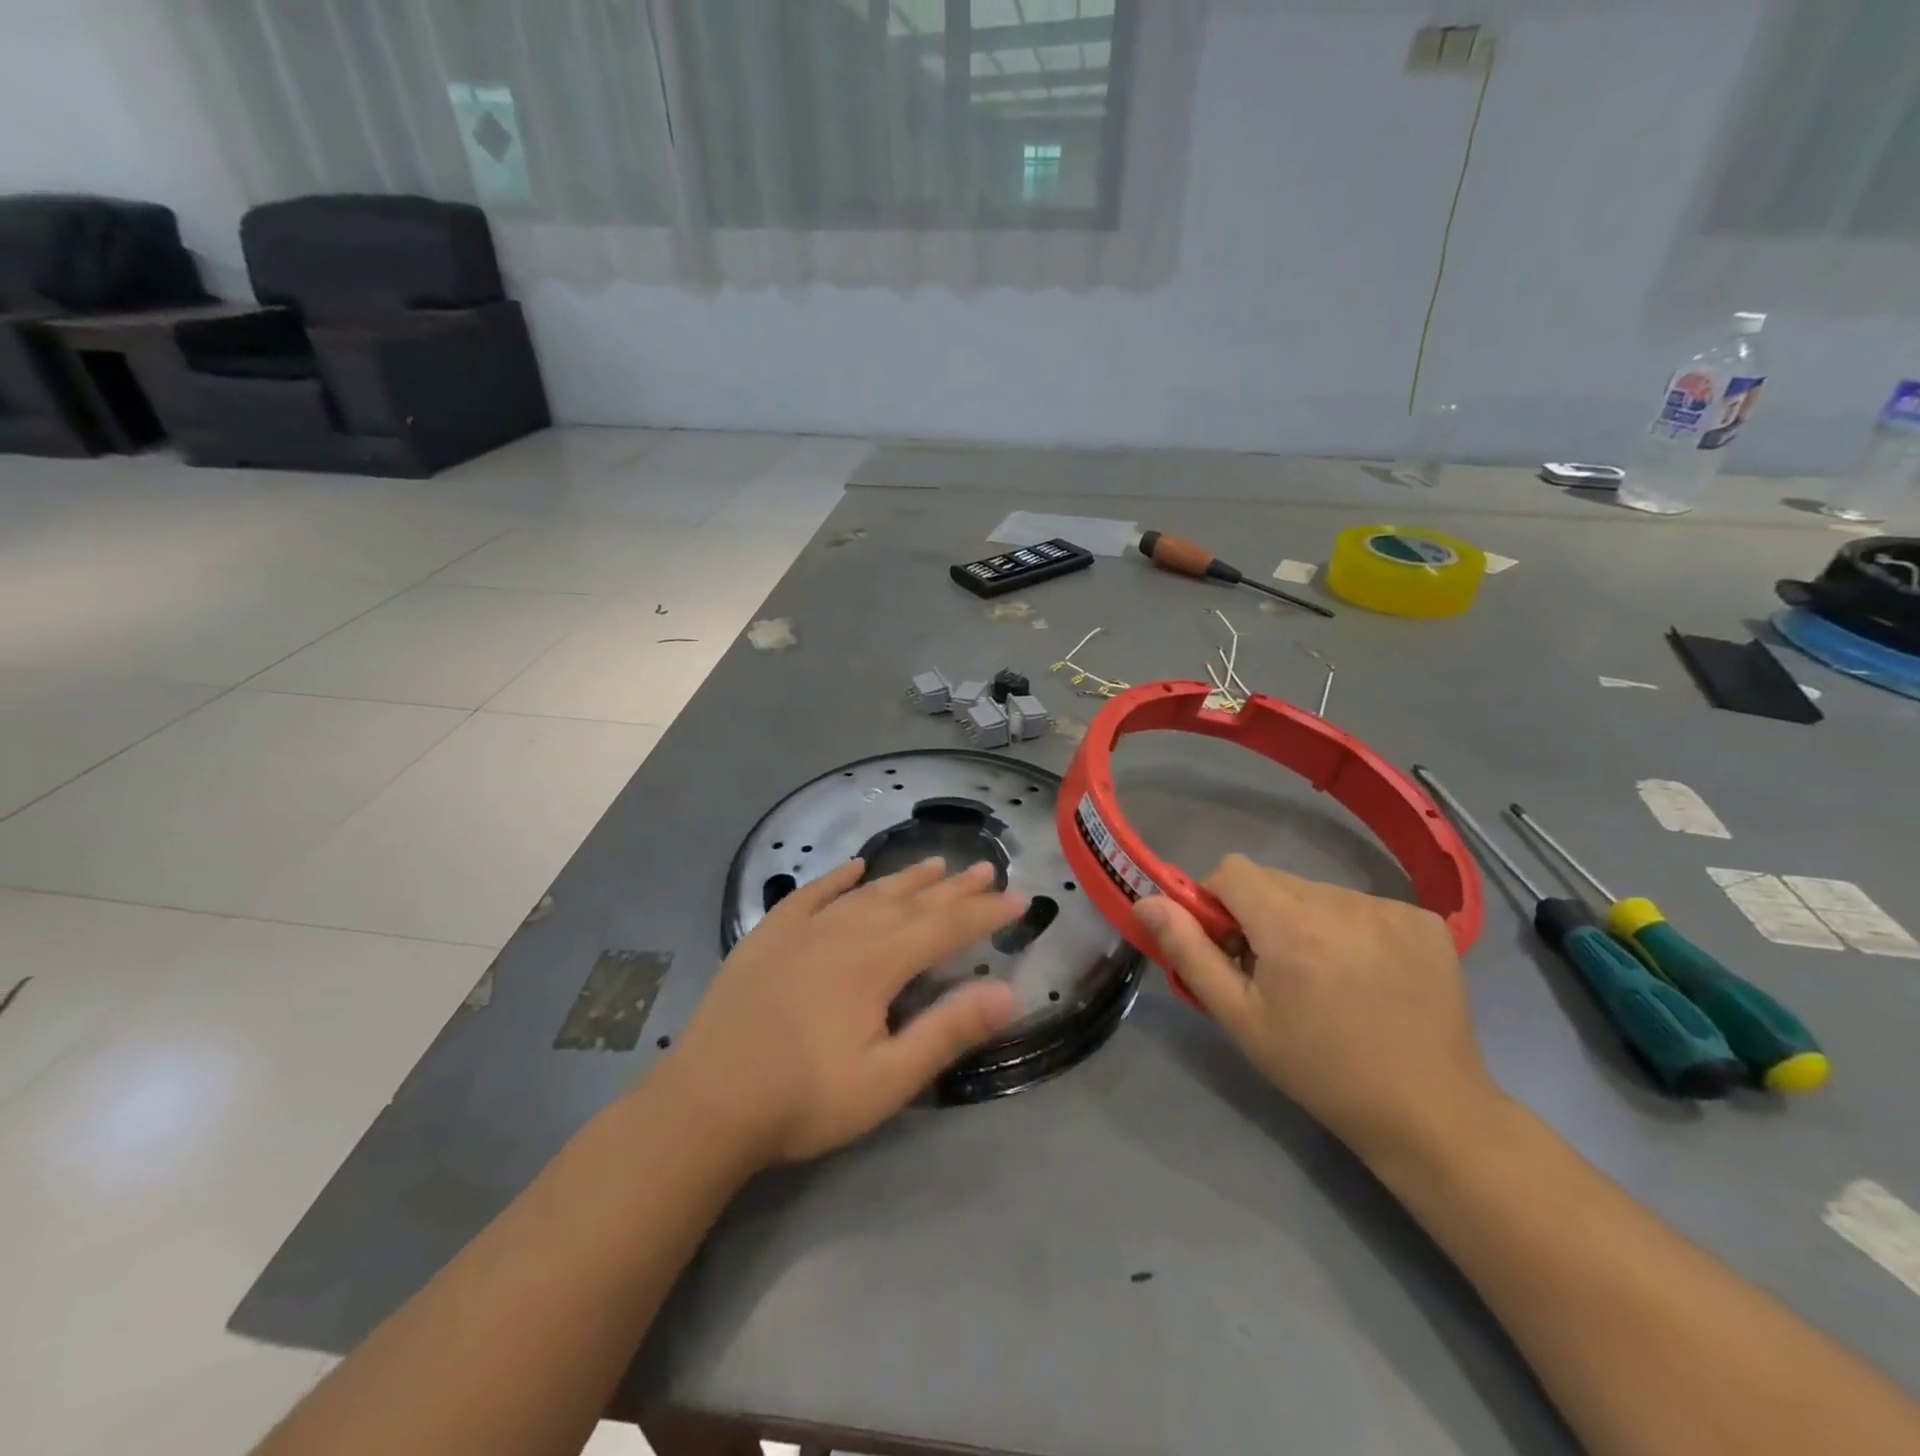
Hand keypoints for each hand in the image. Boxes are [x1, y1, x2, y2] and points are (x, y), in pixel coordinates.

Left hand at [659, 857, 1022, 1166]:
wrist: (706, 1103)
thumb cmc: (804, 1099)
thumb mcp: (887, 1079)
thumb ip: (947, 1031)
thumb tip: (1008, 991)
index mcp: (877, 962)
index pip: (945, 927)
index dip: (986, 912)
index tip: (1019, 899)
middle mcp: (845, 931)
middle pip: (911, 902)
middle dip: (954, 888)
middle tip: (988, 870)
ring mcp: (802, 929)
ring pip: (867, 892)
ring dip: (906, 878)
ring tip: (936, 864)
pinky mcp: (768, 936)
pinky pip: (811, 894)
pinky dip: (837, 877)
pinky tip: (853, 867)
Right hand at [1134, 855, 1503, 1167]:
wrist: (1429, 1113)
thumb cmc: (1319, 1070)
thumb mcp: (1240, 1018)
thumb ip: (1189, 952)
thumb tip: (1147, 900)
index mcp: (1292, 926)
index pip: (1232, 870)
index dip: (1217, 900)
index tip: (1227, 946)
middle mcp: (1342, 903)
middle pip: (1274, 881)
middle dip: (1259, 914)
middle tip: (1272, 971)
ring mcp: (1391, 908)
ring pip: (1317, 892)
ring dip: (1304, 921)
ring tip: (1324, 979)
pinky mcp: (1425, 921)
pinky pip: (1362, 905)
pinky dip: (1350, 929)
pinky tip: (1366, 975)